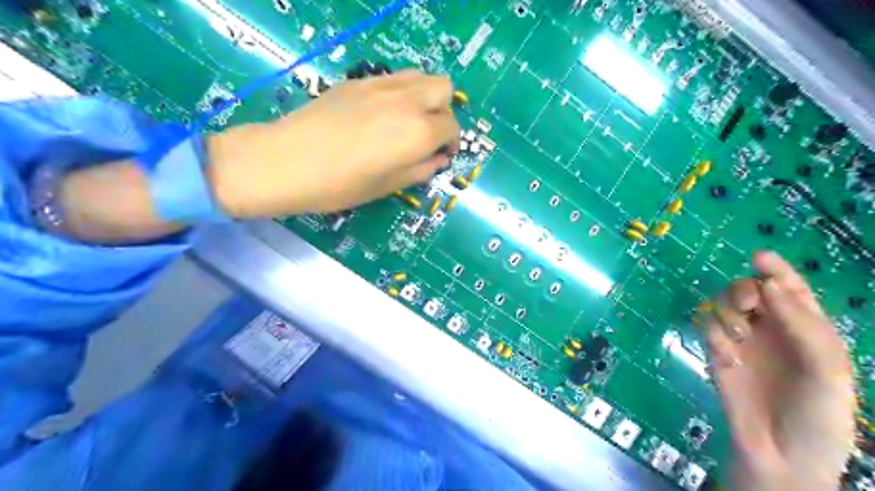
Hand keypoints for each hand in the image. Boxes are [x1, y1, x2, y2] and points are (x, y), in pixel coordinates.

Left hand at [207, 70, 459, 218]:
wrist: (288, 161)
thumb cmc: (341, 184)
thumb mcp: (388, 186)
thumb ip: (420, 170)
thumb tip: (437, 159)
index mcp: (419, 131)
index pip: (451, 127)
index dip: (451, 143)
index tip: (440, 155)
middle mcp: (407, 101)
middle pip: (443, 88)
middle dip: (443, 111)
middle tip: (428, 133)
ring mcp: (381, 85)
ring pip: (420, 75)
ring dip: (424, 96)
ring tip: (408, 120)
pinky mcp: (358, 81)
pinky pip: (393, 77)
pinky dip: (400, 92)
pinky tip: (381, 113)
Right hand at [701, 251, 855, 490]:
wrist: (781, 453)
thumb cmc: (818, 413)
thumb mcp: (827, 368)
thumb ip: (802, 323)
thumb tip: (769, 284)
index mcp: (805, 328)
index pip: (789, 289)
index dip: (776, 270)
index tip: (759, 257)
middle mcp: (771, 328)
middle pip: (748, 290)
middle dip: (745, 291)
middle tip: (749, 307)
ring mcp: (741, 340)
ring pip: (723, 304)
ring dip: (728, 313)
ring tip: (739, 337)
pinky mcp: (716, 352)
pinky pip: (707, 329)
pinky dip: (715, 338)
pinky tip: (729, 361)